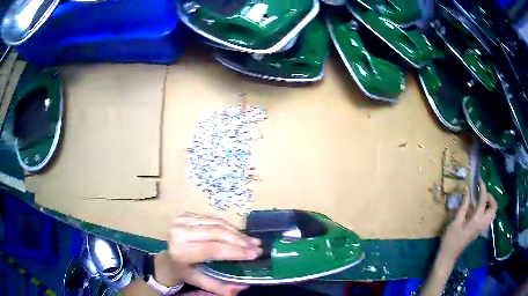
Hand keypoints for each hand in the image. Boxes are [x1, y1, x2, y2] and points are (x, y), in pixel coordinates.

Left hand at [166, 213, 261, 295]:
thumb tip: (244, 286)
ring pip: (217, 223)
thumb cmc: (185, 272)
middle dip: (240, 240)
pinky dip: (228, 226)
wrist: (167, 259)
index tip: (254, 254)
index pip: (212, 249)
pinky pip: (213, 218)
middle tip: (257, 247)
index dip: (235, 251)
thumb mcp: (201, 282)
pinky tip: (239, 234)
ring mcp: (181, 220)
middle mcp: (179, 233)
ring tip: (252, 241)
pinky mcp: (186, 215)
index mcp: (181, 251)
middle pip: (216, 233)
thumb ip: (221, 287)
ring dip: (237, 232)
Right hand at [419, 182, 497, 295]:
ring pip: (492, 213)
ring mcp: (481, 228)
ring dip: (490, 204)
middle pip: (493, 208)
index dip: (482, 188)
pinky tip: (477, 209)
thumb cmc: (451, 239)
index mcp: (476, 220)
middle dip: (490, 197)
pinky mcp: (479, 230)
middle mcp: (482, 223)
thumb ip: (463, 206)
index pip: (483, 200)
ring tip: (481, 199)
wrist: (449, 256)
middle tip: (482, 192)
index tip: (479, 180)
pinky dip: (486, 210)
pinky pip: (488, 217)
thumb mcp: (455, 222)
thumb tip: (467, 191)